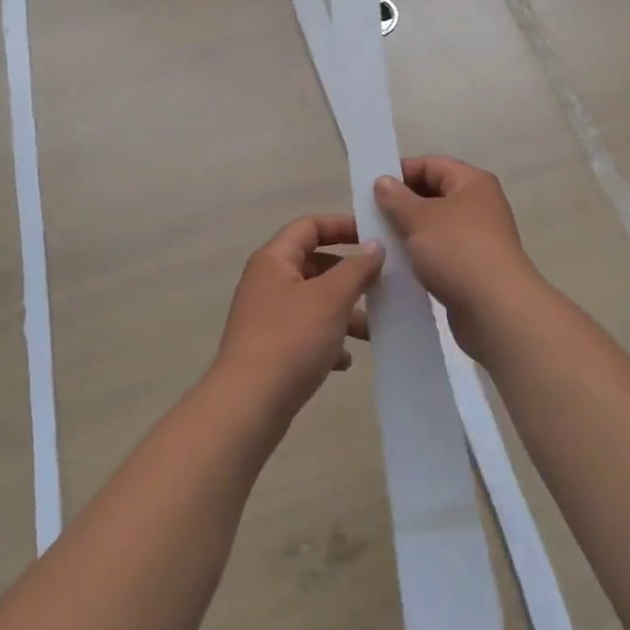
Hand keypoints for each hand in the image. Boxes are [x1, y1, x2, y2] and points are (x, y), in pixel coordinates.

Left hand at [214, 216, 381, 417]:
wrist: (248, 404)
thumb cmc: (291, 338)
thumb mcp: (331, 298)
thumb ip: (357, 268)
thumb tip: (375, 246)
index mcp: (274, 259)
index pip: (309, 226)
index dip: (342, 226)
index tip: (374, 236)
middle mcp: (267, 282)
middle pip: (313, 264)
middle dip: (348, 274)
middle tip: (380, 284)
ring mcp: (266, 316)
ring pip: (313, 301)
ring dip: (343, 311)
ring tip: (372, 330)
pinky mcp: (270, 348)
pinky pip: (305, 332)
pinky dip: (327, 340)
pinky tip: (345, 361)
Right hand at [374, 157, 548, 360]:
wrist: (496, 311)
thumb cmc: (458, 252)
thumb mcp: (420, 219)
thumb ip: (397, 198)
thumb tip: (383, 181)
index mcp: (472, 183)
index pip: (431, 164)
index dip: (400, 172)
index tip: (369, 188)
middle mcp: (478, 206)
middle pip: (432, 194)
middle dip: (400, 204)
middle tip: (368, 216)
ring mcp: (476, 239)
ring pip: (433, 227)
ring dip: (406, 232)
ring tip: (376, 242)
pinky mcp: (470, 269)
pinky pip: (438, 253)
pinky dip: (418, 256)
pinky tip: (395, 266)